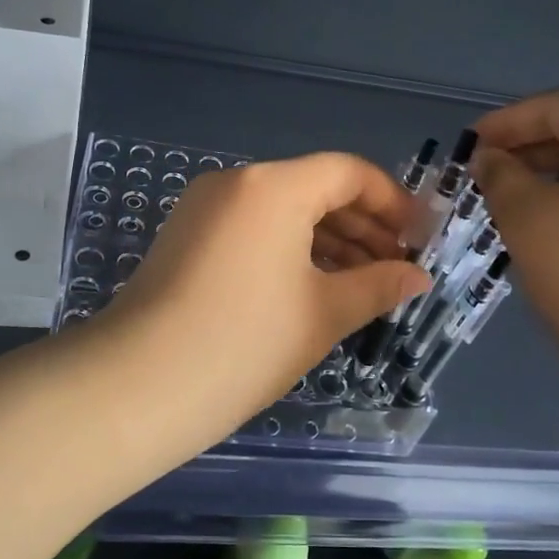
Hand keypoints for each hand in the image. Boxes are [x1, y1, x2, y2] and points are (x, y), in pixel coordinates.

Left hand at [107, 153, 430, 441]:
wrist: (139, 385)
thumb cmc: (246, 342)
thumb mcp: (323, 313)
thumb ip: (378, 285)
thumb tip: (417, 277)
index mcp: (274, 187)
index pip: (347, 172)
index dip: (392, 201)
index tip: (419, 237)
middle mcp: (237, 182)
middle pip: (314, 188)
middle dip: (361, 225)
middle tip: (396, 266)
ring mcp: (204, 207)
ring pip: (282, 211)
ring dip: (326, 240)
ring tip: (362, 282)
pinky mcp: (186, 236)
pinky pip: (252, 228)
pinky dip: (288, 248)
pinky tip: (313, 286)